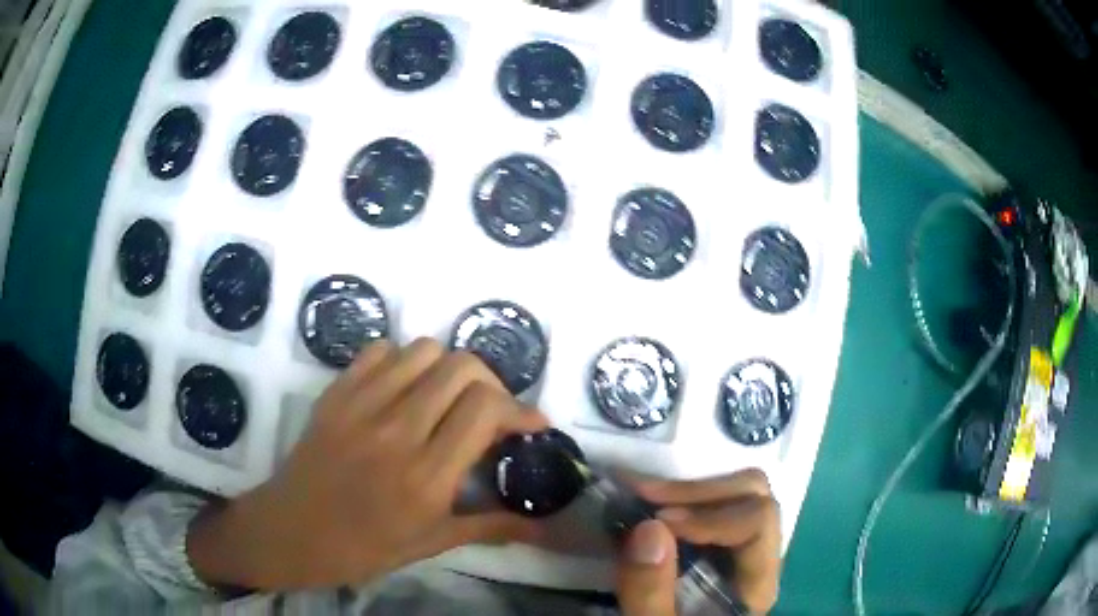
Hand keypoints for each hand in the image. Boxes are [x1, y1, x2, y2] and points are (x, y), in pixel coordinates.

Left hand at [187, 338, 547, 590]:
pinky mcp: (337, 393)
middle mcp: (398, 431)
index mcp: (426, 476)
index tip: (532, 423)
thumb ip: (489, 527)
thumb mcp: (431, 543)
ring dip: (449, 369)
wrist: (293, 531)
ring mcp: (361, 406)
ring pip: (424, 350)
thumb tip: (542, 525)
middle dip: (491, 383)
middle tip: (491, 412)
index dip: (520, 409)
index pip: (485, 409)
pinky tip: (405, 389)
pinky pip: (380, 351)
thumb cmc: (364, 547)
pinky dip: (404, 361)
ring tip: (449, 397)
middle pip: (462, 368)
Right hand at [615, 470, 781, 614]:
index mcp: (757, 582)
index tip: (658, 521)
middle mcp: (759, 555)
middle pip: (756, 496)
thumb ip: (651, 593)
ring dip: (691, 489)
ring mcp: (741, 546)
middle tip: (645, 500)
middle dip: (699, 492)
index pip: (758, 523)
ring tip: (643, 497)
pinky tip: (651, 505)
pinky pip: (717, 502)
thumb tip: (649, 527)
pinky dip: (684, 496)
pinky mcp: (719, 543)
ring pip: (741, 490)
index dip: (711, 516)